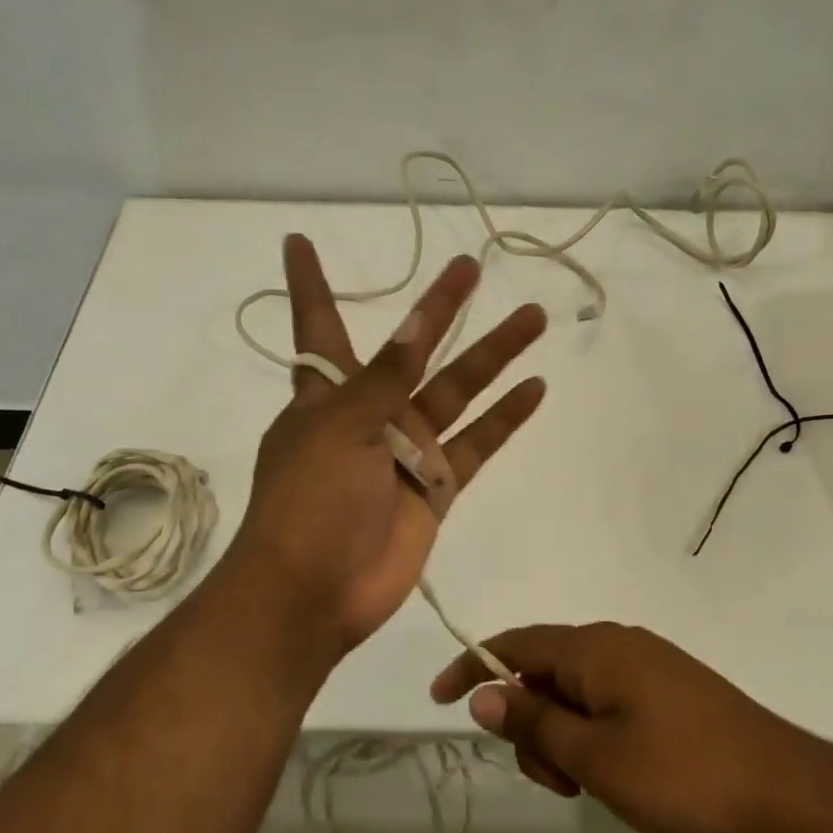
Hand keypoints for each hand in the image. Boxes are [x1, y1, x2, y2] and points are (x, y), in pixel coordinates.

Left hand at [231, 235, 547, 651]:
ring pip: (458, 390)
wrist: (315, 591)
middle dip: (439, 308)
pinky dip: (505, 418)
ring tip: (532, 317)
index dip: (310, 284)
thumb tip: (411, 326)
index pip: (319, 325)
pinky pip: (476, 443)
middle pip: (412, 348)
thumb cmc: (310, 499)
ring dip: (493, 355)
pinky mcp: (434, 485)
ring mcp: (406, 448)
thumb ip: (383, 379)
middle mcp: (369, 412)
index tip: (298, 241)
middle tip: (470, 267)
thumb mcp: (340, 427)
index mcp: (327, 394)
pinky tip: (535, 387)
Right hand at [431, 622, 827, 832]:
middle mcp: (615, 642)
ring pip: (576, 688)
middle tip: (552, 780)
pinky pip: (607, 696)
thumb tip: (483, 694)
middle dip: (529, 721)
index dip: (471, 666)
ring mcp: (645, 661)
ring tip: (588, 785)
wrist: (784, 786)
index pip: (513, 644)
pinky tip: (615, 771)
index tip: (439, 698)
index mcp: (592, 648)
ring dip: (562, 733)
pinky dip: (591, 730)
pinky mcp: (668, 685)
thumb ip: (534, 722)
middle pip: (544, 670)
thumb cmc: (680, 772)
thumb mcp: (594, 757)